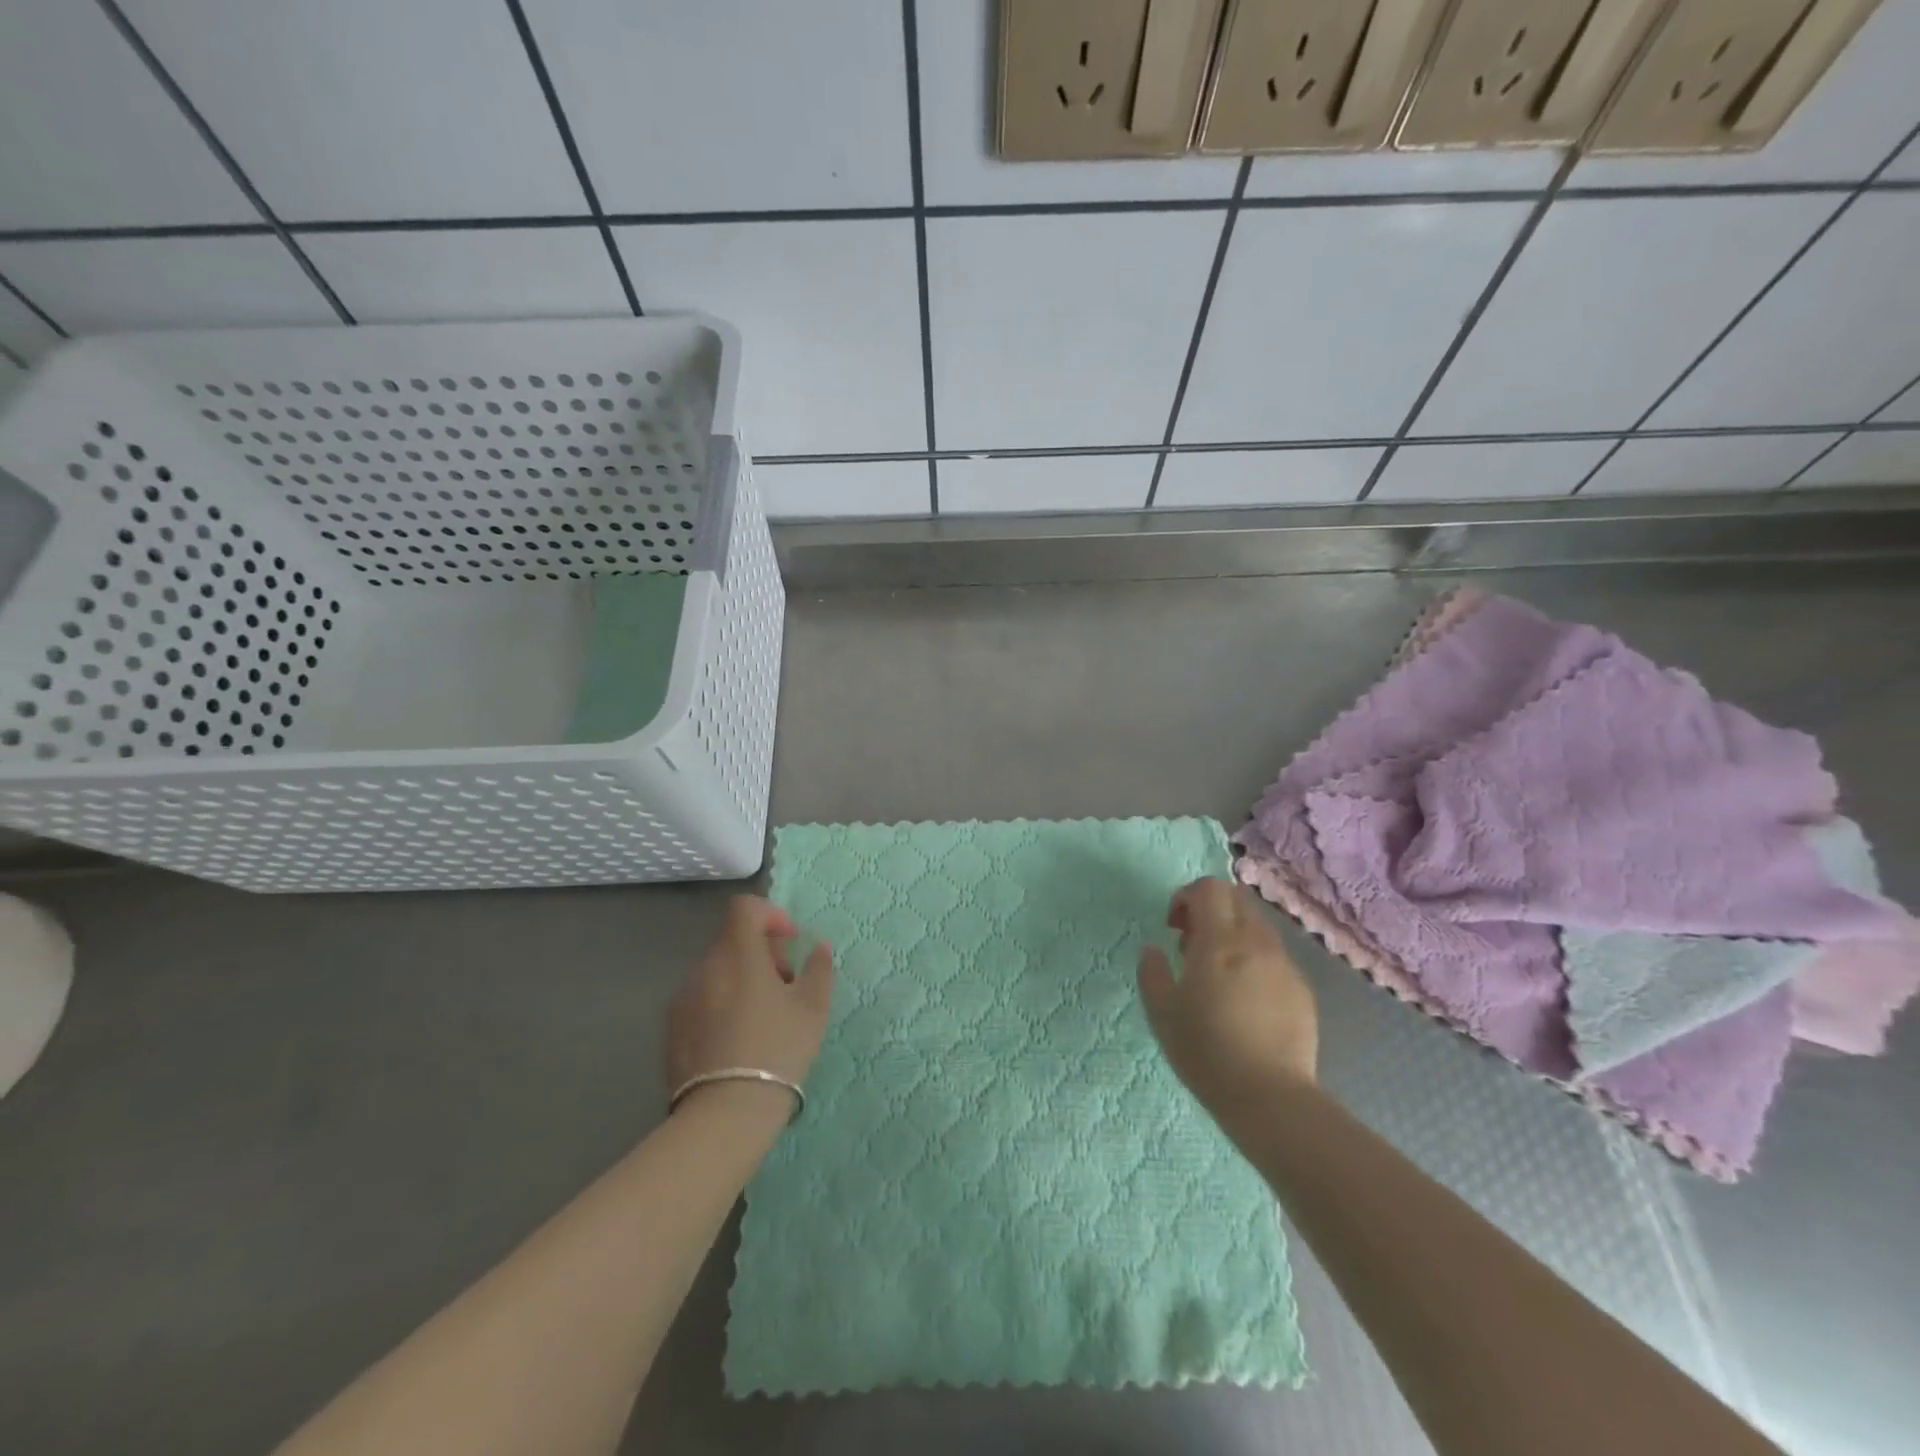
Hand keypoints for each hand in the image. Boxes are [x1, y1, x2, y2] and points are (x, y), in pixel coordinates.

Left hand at [667, 896, 834, 1109]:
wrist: (725, 1112)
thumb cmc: (777, 1050)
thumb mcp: (813, 1008)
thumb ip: (818, 969)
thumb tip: (818, 947)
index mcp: (738, 954)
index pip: (744, 908)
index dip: (770, 914)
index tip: (789, 942)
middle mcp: (704, 967)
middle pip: (732, 940)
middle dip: (761, 953)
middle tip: (784, 985)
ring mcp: (683, 998)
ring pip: (717, 972)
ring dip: (741, 979)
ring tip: (762, 1017)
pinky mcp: (671, 1029)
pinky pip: (701, 1000)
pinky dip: (721, 1004)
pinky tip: (737, 1039)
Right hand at [1137, 878, 1317, 1112]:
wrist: (1270, 1099)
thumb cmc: (1207, 1051)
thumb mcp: (1162, 1013)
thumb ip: (1152, 972)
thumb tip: (1153, 949)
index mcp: (1220, 941)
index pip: (1210, 888)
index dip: (1187, 896)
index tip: (1174, 926)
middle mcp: (1256, 942)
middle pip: (1236, 899)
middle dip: (1211, 909)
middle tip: (1192, 944)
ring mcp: (1284, 965)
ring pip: (1257, 926)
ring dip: (1233, 933)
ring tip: (1218, 973)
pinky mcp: (1302, 989)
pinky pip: (1274, 956)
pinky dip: (1254, 959)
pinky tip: (1245, 998)